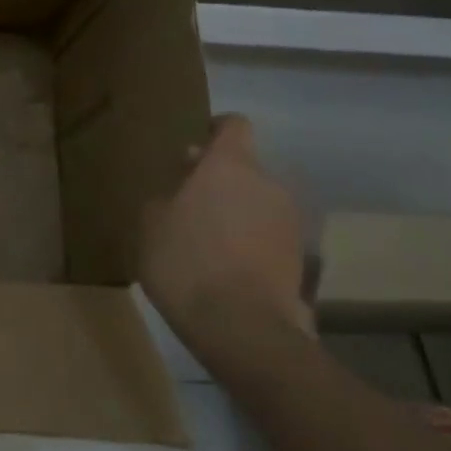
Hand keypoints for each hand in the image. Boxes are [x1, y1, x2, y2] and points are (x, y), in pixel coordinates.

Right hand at [138, 114, 308, 357]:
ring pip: (256, 202)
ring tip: (206, 241)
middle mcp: (267, 183)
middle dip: (218, 181)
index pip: (234, 125)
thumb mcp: (150, 225)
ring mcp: (289, 220)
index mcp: (229, 166)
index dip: (215, 131)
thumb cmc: (186, 261)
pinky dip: (248, 241)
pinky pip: (267, 234)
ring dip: (235, 212)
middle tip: (187, 204)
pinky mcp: (299, 256)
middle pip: (243, 168)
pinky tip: (224, 266)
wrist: (241, 325)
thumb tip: (178, 193)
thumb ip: (165, 198)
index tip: (194, 149)